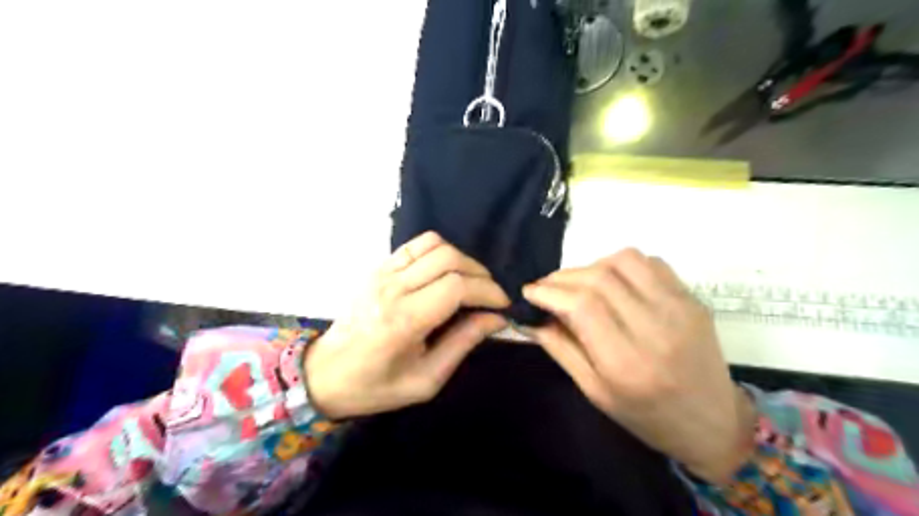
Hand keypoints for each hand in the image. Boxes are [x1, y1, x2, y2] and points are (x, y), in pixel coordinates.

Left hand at [305, 233, 508, 421]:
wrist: (325, 375)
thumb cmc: (376, 386)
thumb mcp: (426, 379)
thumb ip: (463, 343)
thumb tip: (496, 318)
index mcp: (404, 320)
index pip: (457, 286)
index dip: (488, 291)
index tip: (502, 305)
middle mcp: (393, 288)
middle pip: (449, 258)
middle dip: (480, 274)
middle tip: (490, 295)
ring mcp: (382, 273)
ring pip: (433, 244)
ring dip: (461, 259)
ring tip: (470, 282)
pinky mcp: (377, 268)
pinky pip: (415, 245)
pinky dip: (439, 252)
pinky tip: (444, 273)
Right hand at [520, 251, 758, 483]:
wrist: (713, 422)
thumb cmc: (646, 416)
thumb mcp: (594, 392)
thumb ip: (560, 349)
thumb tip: (531, 317)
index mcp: (627, 362)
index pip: (582, 305)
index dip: (549, 291)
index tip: (529, 291)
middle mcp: (656, 328)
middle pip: (599, 278)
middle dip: (563, 277)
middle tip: (547, 287)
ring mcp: (680, 308)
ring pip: (625, 260)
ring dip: (592, 265)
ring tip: (579, 284)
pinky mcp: (692, 298)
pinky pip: (651, 262)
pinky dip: (622, 265)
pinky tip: (613, 283)